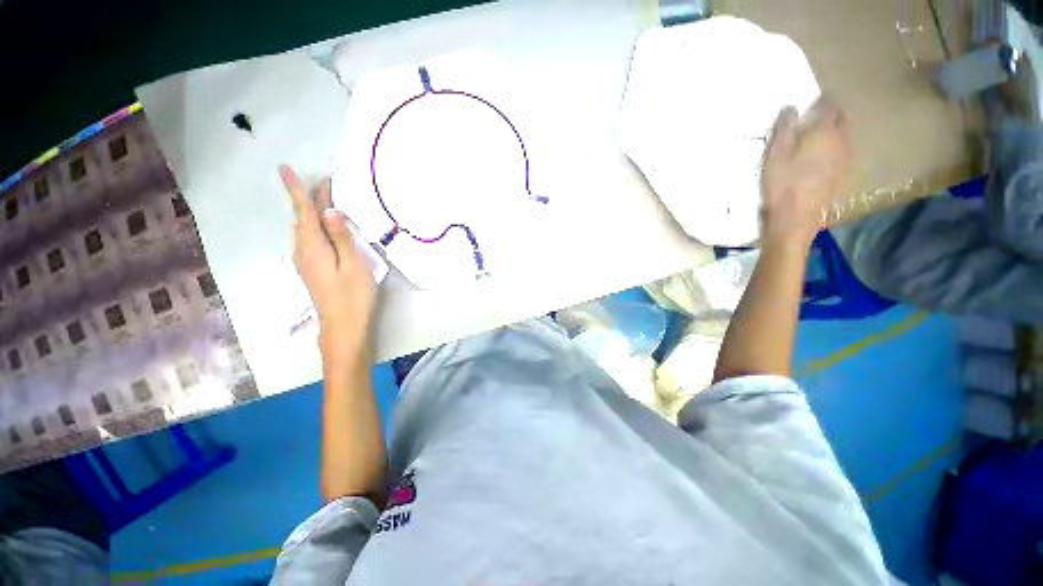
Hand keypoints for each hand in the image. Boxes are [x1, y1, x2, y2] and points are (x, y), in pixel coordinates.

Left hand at [280, 165, 376, 360]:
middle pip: (303, 218)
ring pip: (306, 229)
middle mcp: (302, 250)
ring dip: (313, 212)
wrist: (343, 325)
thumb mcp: (353, 264)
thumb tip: (330, 211)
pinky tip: (328, 227)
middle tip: (327, 183)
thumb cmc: (353, 295)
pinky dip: (316, 226)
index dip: (295, 189)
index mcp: (312, 246)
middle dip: (310, 198)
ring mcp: (305, 261)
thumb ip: (342, 237)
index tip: (284, 168)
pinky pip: (310, 239)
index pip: (303, 211)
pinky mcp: (311, 268)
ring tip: (329, 200)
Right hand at [761, 97, 854, 243]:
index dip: (821, 101)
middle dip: (832, 115)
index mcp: (825, 132)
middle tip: (816, 118)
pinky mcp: (844, 175)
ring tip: (820, 136)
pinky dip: (836, 149)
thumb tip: (790, 107)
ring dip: (836, 132)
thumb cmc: (782, 184)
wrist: (795, 219)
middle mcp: (842, 141)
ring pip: (846, 136)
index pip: (829, 106)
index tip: (812, 102)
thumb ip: (784, 129)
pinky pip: (844, 153)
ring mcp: (846, 159)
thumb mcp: (775, 155)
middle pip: (843, 120)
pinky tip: (824, 158)